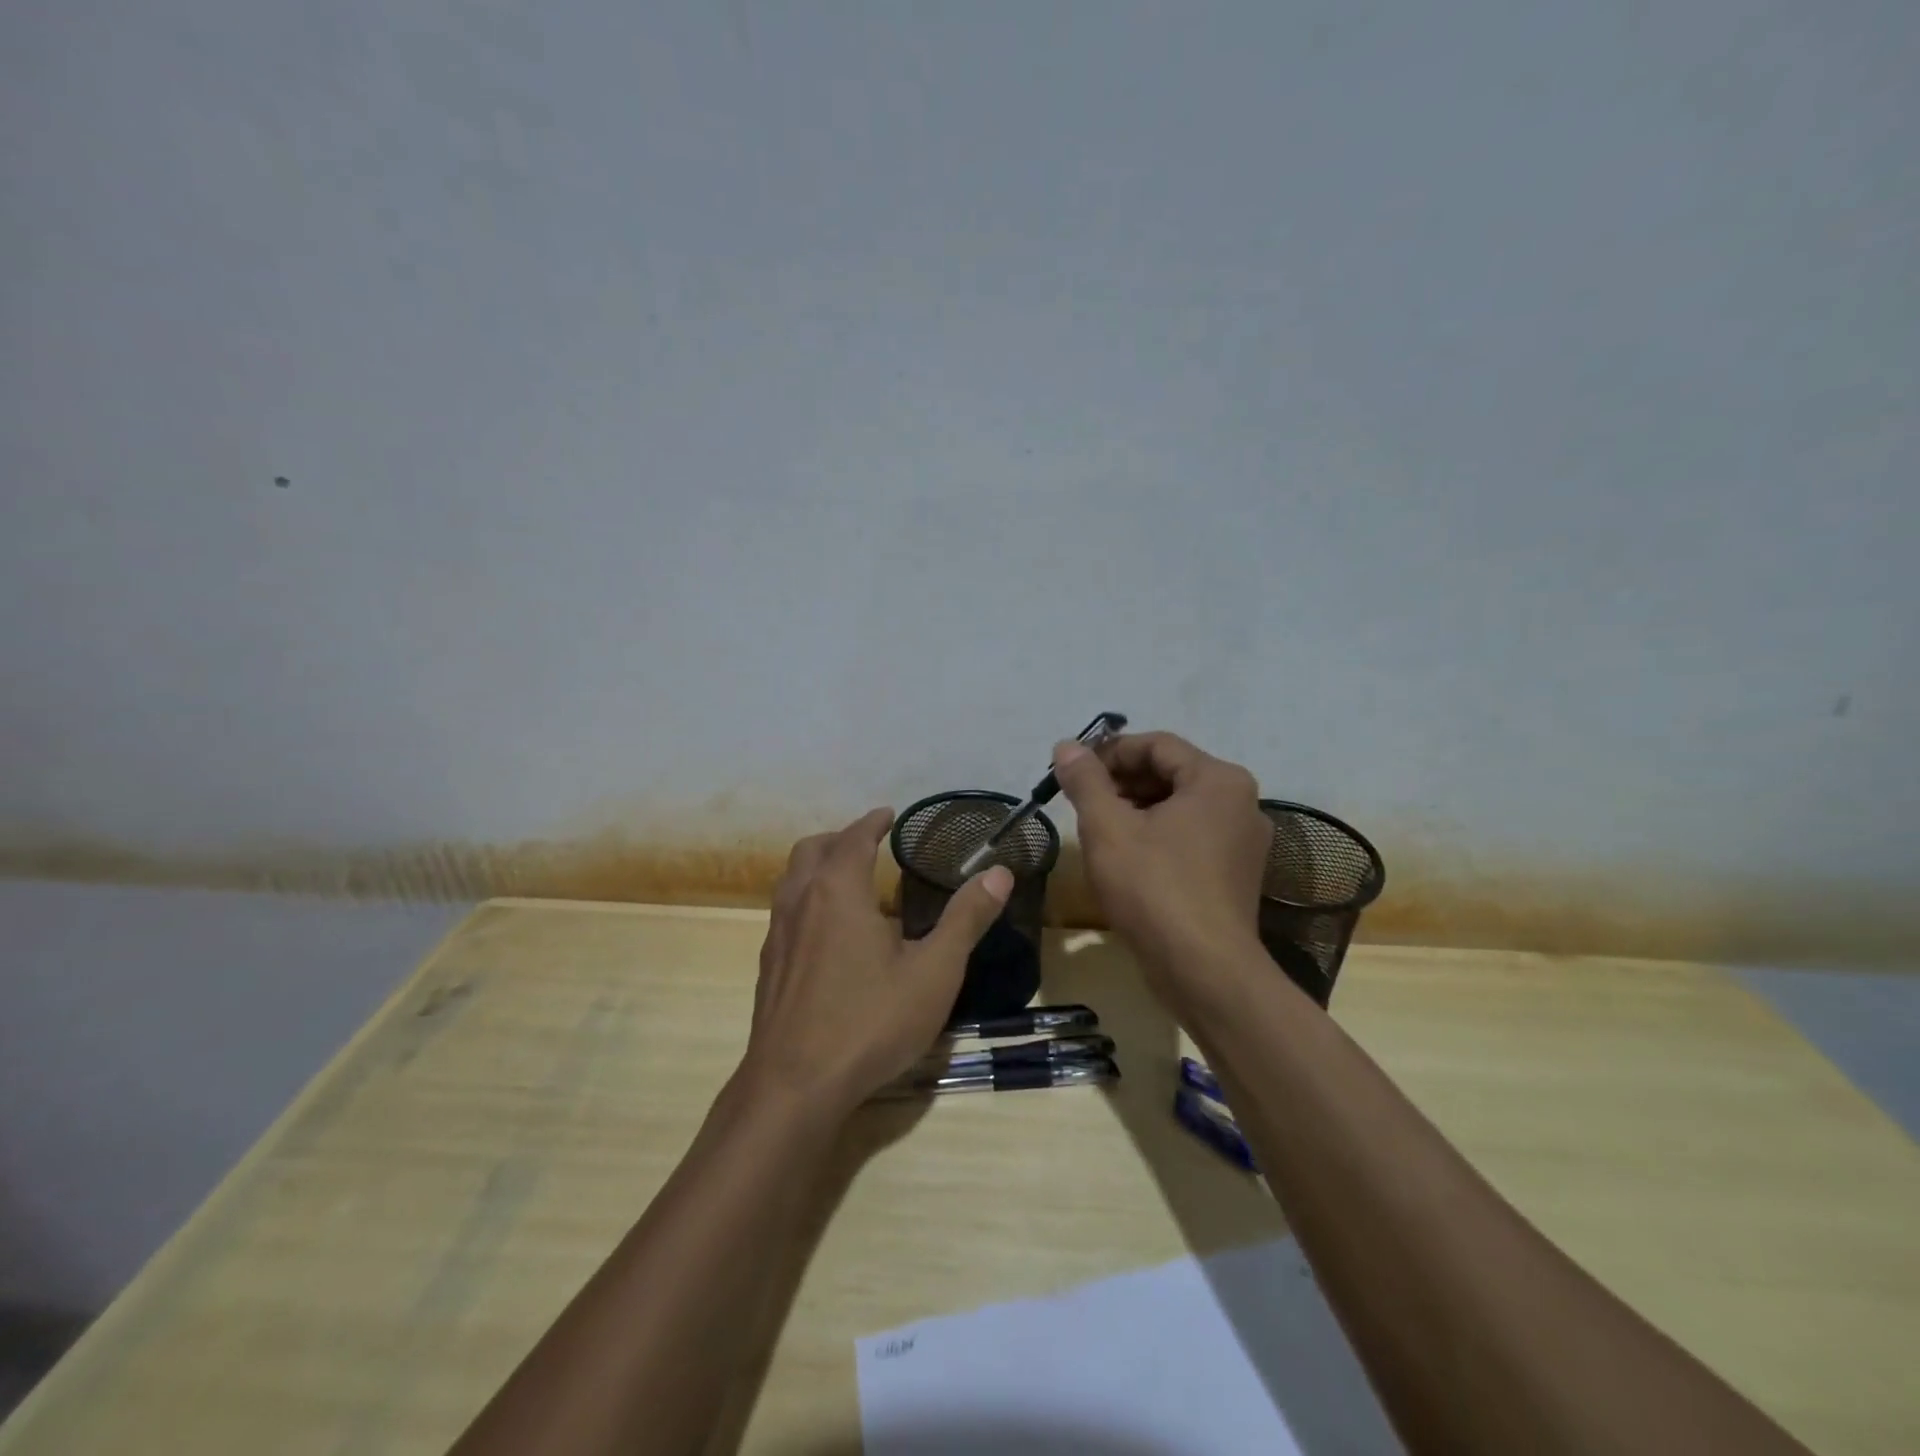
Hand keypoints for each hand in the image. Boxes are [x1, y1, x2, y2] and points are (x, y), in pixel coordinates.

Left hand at [740, 807, 1013, 1118]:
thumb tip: (999, 872)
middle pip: (812, 850)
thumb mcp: (934, 971)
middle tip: (868, 842)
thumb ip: (966, 919)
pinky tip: (828, 935)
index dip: (872, 822)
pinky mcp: (768, 969)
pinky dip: (807, 900)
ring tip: (848, 880)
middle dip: (840, 838)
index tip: (888, 813)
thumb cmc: (869, 1021)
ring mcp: (777, 936)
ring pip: (791, 881)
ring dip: (818, 867)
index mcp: (838, 891)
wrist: (794, 1087)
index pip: (853, 838)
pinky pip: (785, 913)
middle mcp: (801, 902)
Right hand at [1052, 732, 1272, 982]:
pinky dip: (1157, 835)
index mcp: (1218, 780)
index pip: (1156, 744)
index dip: (1110, 752)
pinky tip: (1126, 857)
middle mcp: (1241, 802)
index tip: (1074, 771)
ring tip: (1098, 829)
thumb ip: (1086, 781)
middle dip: (1121, 782)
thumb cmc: (1154, 888)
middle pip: (1171, 773)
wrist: (1204, 971)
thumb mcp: (1108, 828)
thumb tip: (1067, 746)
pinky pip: (1191, 836)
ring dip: (1136, 808)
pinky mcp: (1236, 873)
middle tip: (1081, 801)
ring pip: (1180, 807)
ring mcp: (1243, 841)